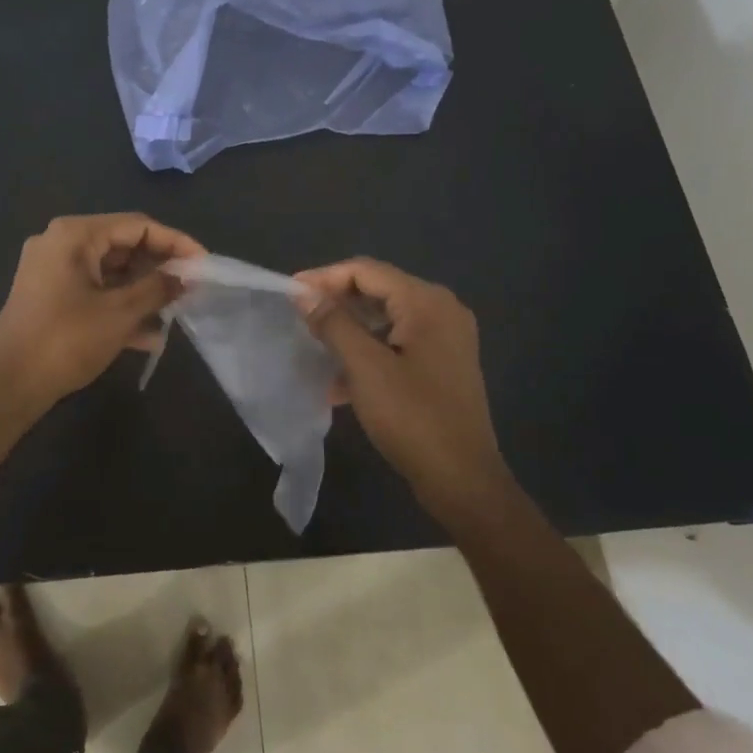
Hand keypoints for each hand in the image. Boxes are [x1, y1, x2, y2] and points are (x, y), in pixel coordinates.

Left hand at [0, 213, 205, 411]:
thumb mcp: (120, 313)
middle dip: (158, 268)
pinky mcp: (49, 296)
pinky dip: (119, 306)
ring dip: (142, 290)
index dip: (174, 242)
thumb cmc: (66, 340)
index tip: (203, 263)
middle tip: (191, 288)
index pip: (136, 225)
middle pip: (122, 245)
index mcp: (75, 235)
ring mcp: (52, 270)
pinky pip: (93, 291)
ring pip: (109, 272)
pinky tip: (148, 336)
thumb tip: (184, 277)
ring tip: (175, 311)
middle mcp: (60, 243)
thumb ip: (157, 288)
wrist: (8, 385)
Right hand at [295, 257, 506, 522]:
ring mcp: (446, 339)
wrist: (463, 480)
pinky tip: (340, 382)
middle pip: (378, 290)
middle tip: (299, 318)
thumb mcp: (365, 368)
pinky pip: (397, 343)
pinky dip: (368, 352)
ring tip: (314, 347)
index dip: (324, 278)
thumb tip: (302, 292)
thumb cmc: (413, 418)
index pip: (366, 271)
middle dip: (335, 302)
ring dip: (349, 330)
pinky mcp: (442, 364)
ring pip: (385, 319)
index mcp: (427, 302)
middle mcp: (442, 310)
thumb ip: (333, 323)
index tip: (289, 294)